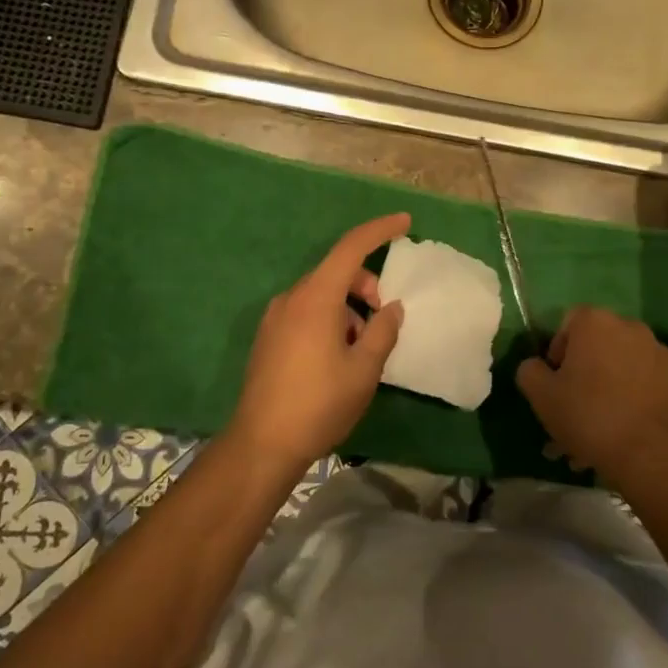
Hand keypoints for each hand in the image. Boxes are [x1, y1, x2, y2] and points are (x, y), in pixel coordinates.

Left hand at [229, 212, 409, 472]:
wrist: (262, 444)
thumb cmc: (319, 403)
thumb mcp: (364, 369)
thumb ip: (383, 330)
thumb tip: (391, 307)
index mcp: (316, 297)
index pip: (351, 247)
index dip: (380, 231)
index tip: (405, 222)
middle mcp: (292, 298)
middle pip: (336, 272)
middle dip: (366, 285)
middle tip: (384, 318)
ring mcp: (275, 317)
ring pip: (322, 296)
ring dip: (348, 308)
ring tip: (361, 349)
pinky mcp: (268, 337)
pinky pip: (306, 313)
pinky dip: (330, 320)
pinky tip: (338, 357)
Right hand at [516, 306, 667, 478]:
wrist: (651, 453)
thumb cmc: (589, 415)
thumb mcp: (541, 395)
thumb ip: (530, 371)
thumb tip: (537, 366)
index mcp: (596, 322)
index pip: (568, 323)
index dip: (557, 351)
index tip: (556, 382)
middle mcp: (630, 328)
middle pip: (597, 347)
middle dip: (583, 375)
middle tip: (573, 411)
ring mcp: (659, 354)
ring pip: (620, 369)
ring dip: (606, 391)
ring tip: (596, 433)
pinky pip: (644, 386)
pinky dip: (632, 401)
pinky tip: (623, 433)